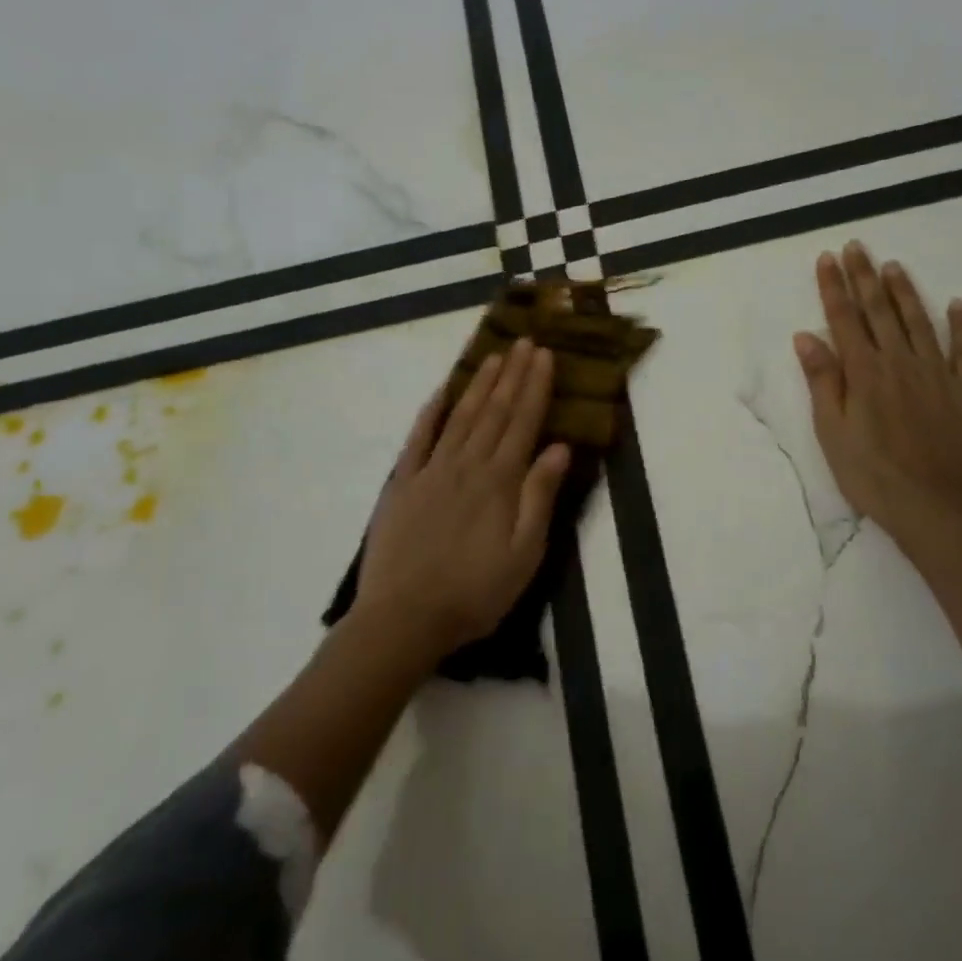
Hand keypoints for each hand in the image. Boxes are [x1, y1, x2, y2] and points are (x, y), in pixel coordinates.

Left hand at [357, 339, 570, 660]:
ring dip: (479, 383)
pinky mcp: (402, 484)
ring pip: (460, 416)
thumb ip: (539, 497)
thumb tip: (559, 447)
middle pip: (494, 411)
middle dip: (512, 374)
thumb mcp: (524, 555)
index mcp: (500, 482)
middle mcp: (467, 465)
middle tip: (524, 341)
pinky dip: (431, 410)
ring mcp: (430, 470)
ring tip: (494, 355)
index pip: (523, 422)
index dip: (535, 386)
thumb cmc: (475, 593)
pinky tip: (442, 390)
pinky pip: (418, 437)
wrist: (403, 619)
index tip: (544, 355)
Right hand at [794, 242, 961, 547]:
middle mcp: (901, 362)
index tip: (827, 258)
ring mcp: (939, 373)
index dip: (834, 287)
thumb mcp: (833, 433)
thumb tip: (806, 336)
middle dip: (864, 276)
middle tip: (856, 246)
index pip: (845, 319)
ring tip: (893, 266)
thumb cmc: (874, 476)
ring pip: (920, 321)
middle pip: (879, 311)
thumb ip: (823, 382)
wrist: (939, 508)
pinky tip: (957, 305)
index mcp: (865, 373)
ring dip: (905, 292)